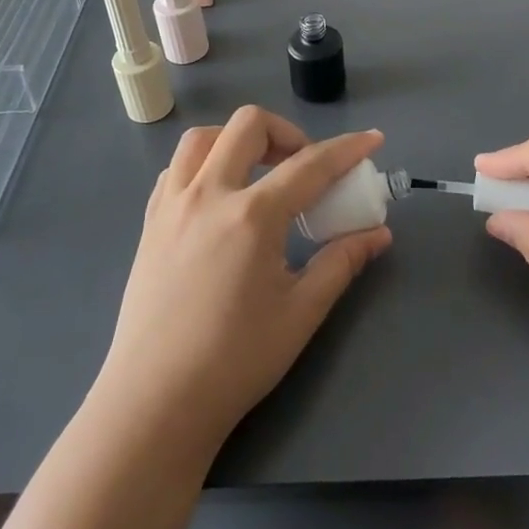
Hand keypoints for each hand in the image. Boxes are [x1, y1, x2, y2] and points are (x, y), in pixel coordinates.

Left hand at [94, 106, 391, 457]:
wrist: (156, 402)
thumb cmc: (236, 360)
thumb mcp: (301, 312)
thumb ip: (341, 262)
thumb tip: (378, 234)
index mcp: (252, 216)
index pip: (310, 164)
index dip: (347, 149)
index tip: (372, 140)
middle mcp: (209, 195)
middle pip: (248, 126)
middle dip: (287, 132)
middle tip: (304, 166)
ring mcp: (172, 205)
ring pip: (203, 138)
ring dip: (237, 140)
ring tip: (259, 172)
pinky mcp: (150, 223)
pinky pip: (176, 169)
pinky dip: (204, 164)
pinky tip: (219, 198)